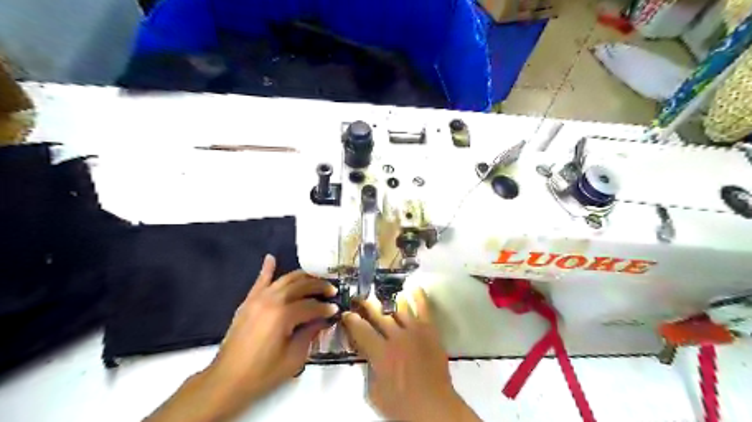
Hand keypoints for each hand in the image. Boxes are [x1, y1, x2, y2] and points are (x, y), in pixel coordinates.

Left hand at [204, 254, 337, 408]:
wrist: (228, 379)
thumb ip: (311, 333)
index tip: (336, 310)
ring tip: (315, 279)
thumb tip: (323, 320)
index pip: (312, 305)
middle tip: (332, 290)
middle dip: (319, 286)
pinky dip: (267, 269)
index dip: (326, 308)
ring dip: (302, 277)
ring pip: (285, 279)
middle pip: (301, 286)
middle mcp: (272, 300)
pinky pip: (260, 281)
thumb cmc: (264, 372)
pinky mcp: (248, 301)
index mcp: (284, 315)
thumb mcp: (295, 357)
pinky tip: (271, 258)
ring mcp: (258, 298)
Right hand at [343, 288, 477, 420]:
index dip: (351, 320)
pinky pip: (424, 309)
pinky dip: (418, 297)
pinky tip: (413, 287)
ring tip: (381, 293)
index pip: (361, 330)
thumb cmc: (402, 405)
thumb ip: (369, 369)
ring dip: (389, 300)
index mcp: (381, 353)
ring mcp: (415, 331)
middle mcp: (396, 337)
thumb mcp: (375, 393)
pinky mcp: (430, 331)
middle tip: (359, 297)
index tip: (346, 313)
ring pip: (400, 308)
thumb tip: (367, 353)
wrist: (435, 407)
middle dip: (366, 304)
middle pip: (378, 314)